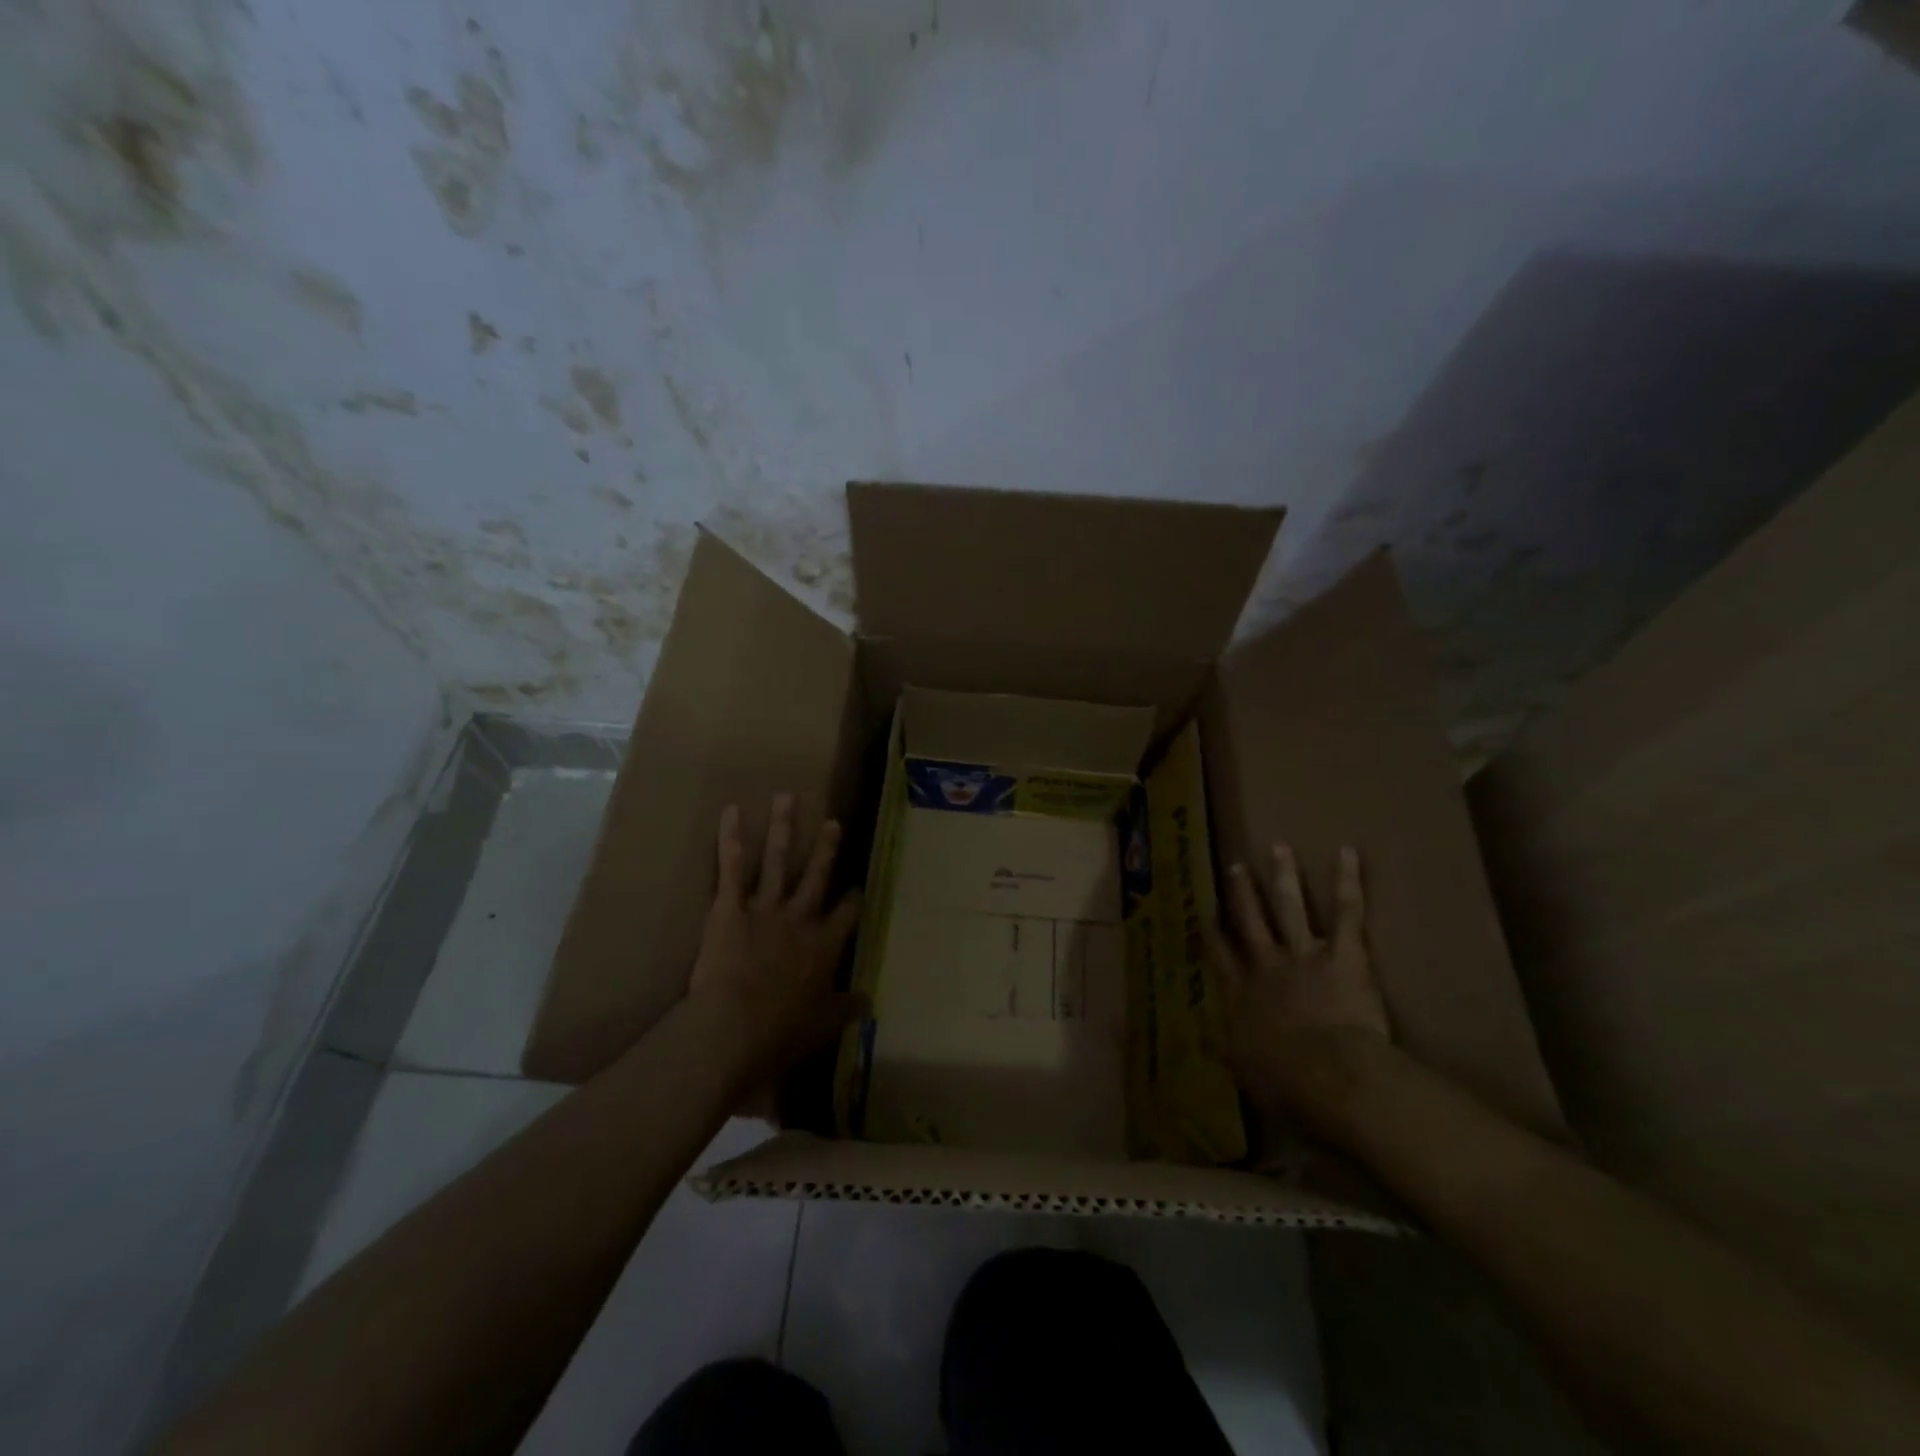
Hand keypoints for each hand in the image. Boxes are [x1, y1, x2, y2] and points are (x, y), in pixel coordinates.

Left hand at [687, 793, 865, 1088]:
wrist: (734, 1029)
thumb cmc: (782, 1032)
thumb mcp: (824, 1025)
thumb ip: (846, 1008)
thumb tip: (867, 1001)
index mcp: (825, 946)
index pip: (847, 913)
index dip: (853, 898)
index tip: (857, 886)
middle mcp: (800, 919)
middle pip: (817, 876)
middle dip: (826, 848)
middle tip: (833, 822)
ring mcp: (765, 908)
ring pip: (779, 861)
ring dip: (783, 828)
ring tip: (786, 798)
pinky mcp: (729, 908)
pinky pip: (731, 868)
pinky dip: (731, 839)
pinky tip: (731, 811)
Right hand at [1214, 844, 1391, 1143]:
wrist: (1329, 1075)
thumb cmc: (1287, 1084)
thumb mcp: (1246, 1075)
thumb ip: (1230, 1053)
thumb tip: (1211, 1043)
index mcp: (1241, 996)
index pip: (1220, 957)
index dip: (1211, 934)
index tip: (1203, 916)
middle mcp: (1265, 966)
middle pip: (1249, 921)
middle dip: (1241, 893)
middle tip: (1235, 866)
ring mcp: (1301, 954)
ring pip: (1288, 906)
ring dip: (1283, 875)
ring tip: (1278, 848)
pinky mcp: (1341, 952)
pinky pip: (1346, 912)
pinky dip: (1347, 881)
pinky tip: (1346, 851)